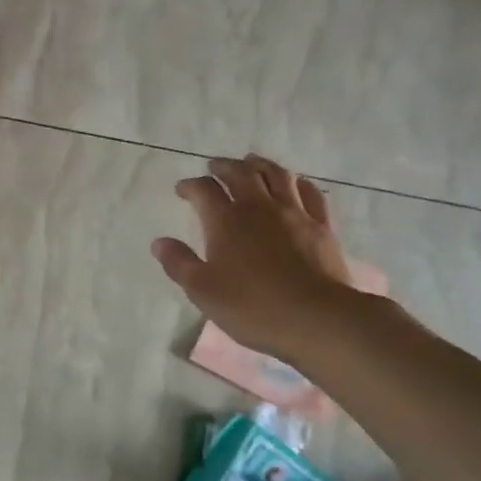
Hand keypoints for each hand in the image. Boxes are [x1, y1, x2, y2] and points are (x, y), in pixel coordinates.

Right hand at [152, 155, 357, 358]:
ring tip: (251, 163)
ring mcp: (294, 212)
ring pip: (276, 174)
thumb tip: (160, 242)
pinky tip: (294, 184)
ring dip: (259, 165)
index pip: (204, 191)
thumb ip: (179, 263)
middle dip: (224, 167)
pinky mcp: (321, 225)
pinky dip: (296, 182)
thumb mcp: (202, 291)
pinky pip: (309, 192)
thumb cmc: (250, 307)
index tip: (182, 190)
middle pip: (240, 173)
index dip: (190, 186)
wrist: (314, 317)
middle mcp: (259, 206)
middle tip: (214, 167)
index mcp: (226, 221)